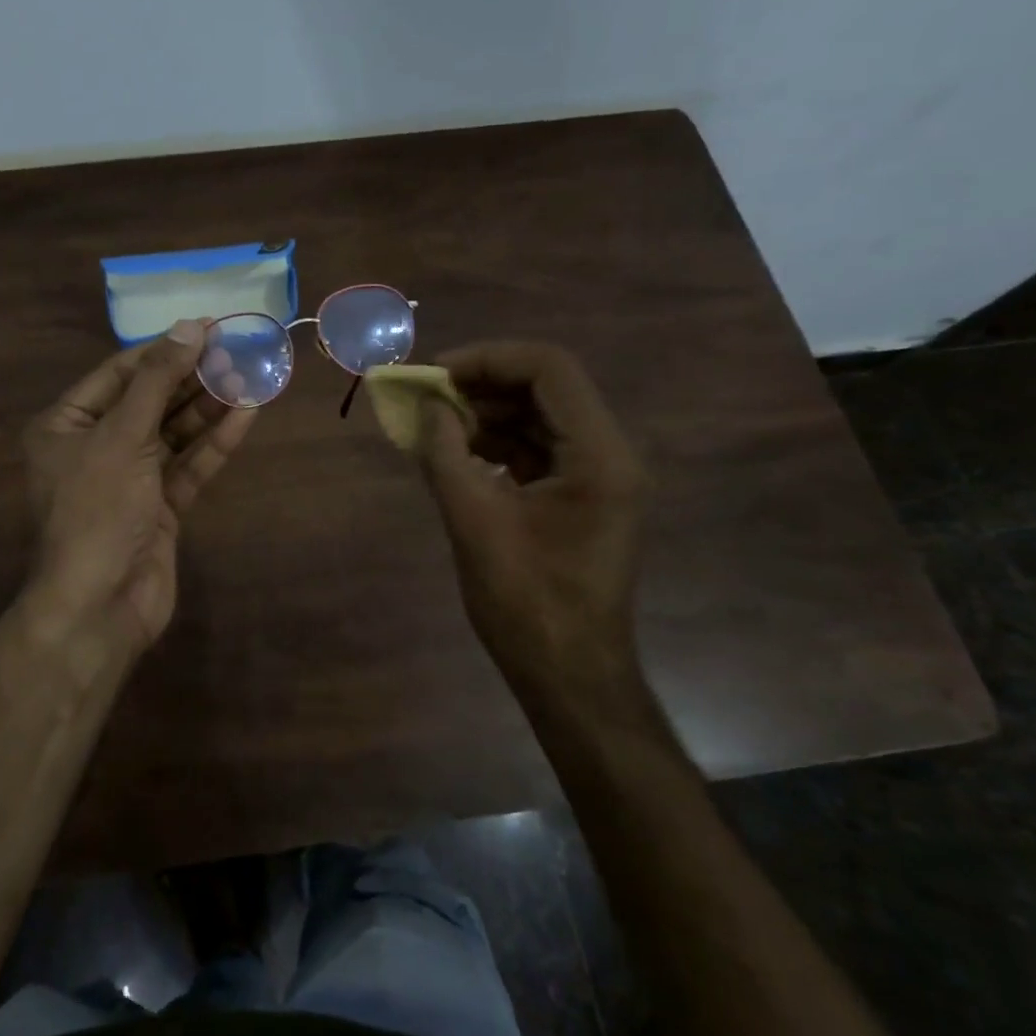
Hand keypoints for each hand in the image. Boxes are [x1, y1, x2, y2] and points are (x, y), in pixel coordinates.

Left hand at [20, 320, 258, 664]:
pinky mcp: (160, 506)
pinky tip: (246, 414)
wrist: (100, 605)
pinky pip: (189, 465)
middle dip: (192, 377)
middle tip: (237, 349)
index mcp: (66, 425)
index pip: (119, 373)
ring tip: (250, 375)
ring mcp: (130, 478)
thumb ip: (157, 381)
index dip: (163, 349)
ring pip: (174, 433)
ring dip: (209, 406)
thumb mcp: (122, 436)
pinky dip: (215, 442)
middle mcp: (95, 446)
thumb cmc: (98, 510)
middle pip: (150, 400)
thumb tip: (189, 327)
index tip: (206, 328)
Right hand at [415, 341, 650, 693]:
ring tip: (435, 427)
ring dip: (487, 414)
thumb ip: (445, 455)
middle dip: (483, 385)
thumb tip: (426, 409)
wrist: (568, 675)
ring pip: (540, 418)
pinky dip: (497, 444)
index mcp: (598, 456)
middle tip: (428, 399)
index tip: (436, 376)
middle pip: (546, 388)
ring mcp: (598, 478)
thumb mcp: (473, 522)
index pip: (549, 369)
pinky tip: (457, 455)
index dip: (488, 359)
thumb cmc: (526, 603)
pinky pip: (538, 450)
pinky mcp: (581, 499)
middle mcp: (609, 455)